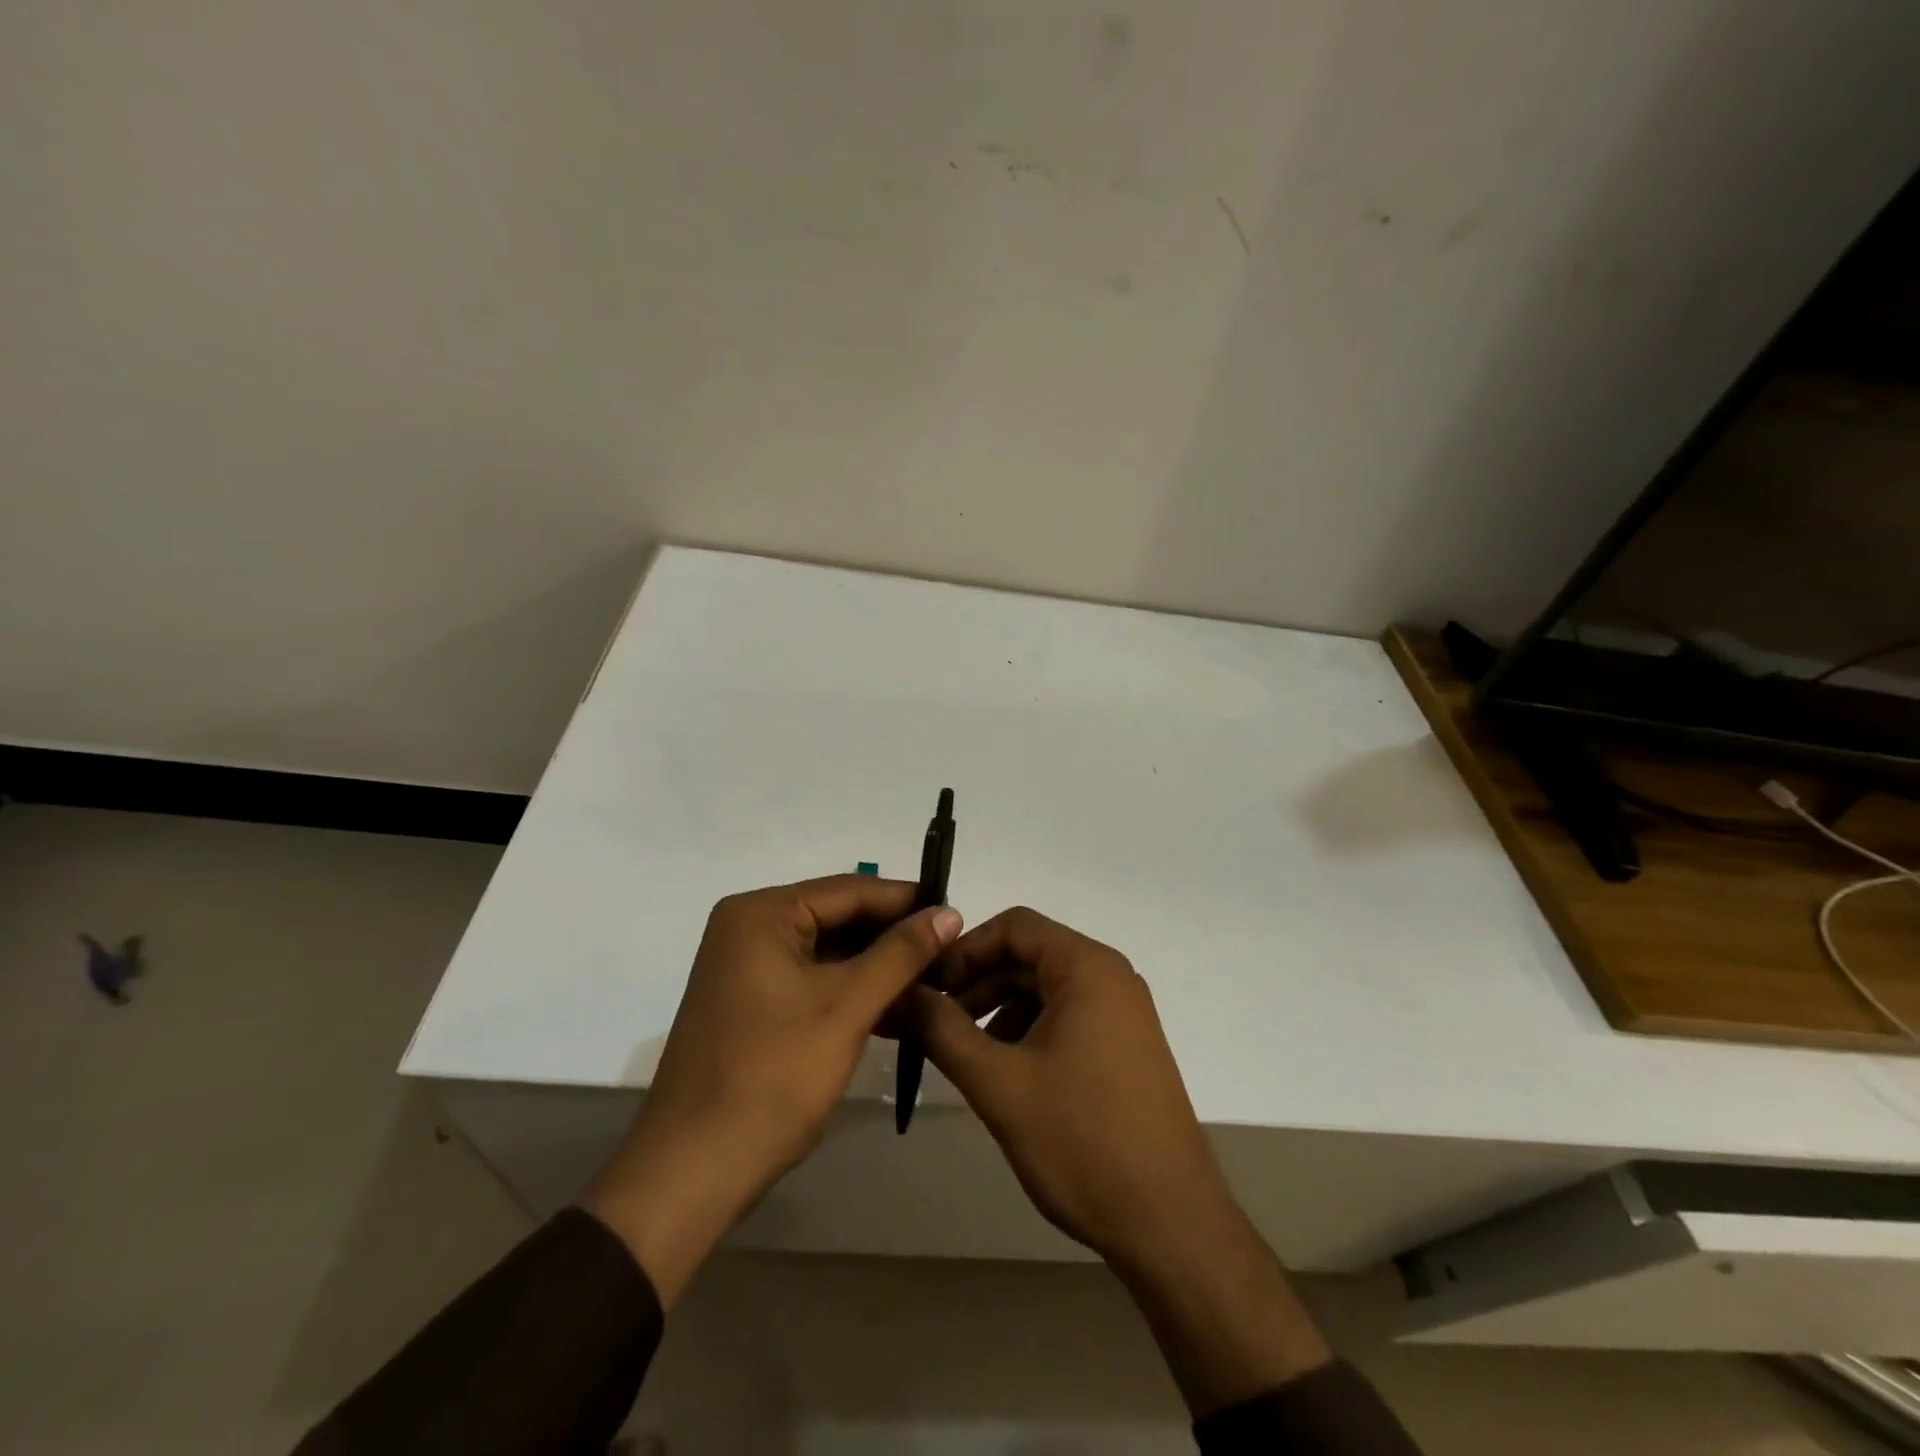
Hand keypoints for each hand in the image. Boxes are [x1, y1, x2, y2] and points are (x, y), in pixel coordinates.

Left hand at [583, 876, 960, 1304]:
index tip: (957, 915)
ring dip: (877, 966)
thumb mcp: (847, 1006)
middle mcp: (749, 928)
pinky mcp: (751, 1003)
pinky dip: (851, 990)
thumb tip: (949, 912)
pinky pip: (812, 979)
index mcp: (762, 913)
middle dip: (893, 936)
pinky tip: (896, 1007)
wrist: (693, 1172)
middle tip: (951, 951)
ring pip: (828, 951)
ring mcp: (746, 967)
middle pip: (838, 917)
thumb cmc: (773, 1076)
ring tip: (934, 979)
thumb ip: (901, 953)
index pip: (849, 889)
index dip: (907, 901)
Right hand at [914, 907, 1328, 1414]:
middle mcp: (1110, 977)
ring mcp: (1122, 1013)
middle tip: (932, 1021)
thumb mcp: (999, 1083)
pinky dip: (1027, 1031)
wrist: (1170, 1224)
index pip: (1015, 926)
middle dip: (976, 982)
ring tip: (962, 1051)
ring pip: (1044, 988)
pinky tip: (1004, 1071)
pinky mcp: (1124, 1046)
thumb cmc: (1082, 1141)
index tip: (927, 986)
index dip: (964, 949)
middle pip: (1029, 955)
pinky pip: (1065, 1017)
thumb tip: (900, 992)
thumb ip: (942, 1029)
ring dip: (998, 1009)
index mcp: (1087, 968)